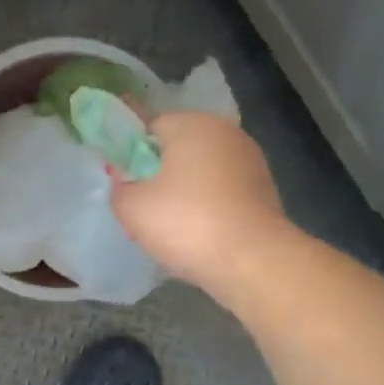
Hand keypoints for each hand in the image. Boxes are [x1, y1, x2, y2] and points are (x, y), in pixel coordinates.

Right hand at [111, 111, 293, 293]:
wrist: (251, 260)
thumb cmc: (186, 222)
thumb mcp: (131, 208)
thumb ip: (119, 188)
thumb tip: (127, 185)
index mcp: (192, 124)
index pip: (150, 126)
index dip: (131, 153)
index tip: (125, 183)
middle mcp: (225, 132)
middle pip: (179, 147)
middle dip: (159, 173)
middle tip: (144, 207)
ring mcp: (250, 160)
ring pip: (201, 171)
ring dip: (184, 190)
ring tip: (171, 226)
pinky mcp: (264, 188)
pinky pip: (222, 191)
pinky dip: (208, 206)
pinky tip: (199, 233)